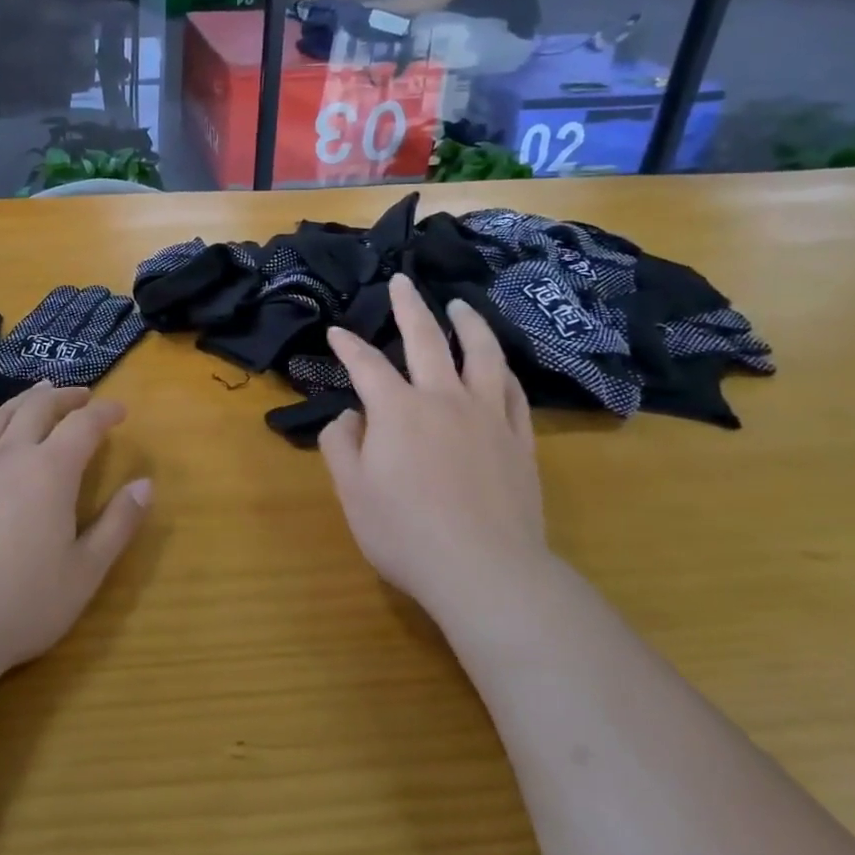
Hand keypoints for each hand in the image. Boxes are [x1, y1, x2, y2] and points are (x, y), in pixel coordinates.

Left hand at [0, 384, 150, 678]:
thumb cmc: (24, 602)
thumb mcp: (86, 570)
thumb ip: (118, 523)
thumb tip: (145, 484)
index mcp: (51, 471)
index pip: (83, 426)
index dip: (104, 413)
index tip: (120, 411)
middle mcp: (12, 456)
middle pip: (40, 408)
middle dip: (65, 397)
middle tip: (84, 396)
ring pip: (3, 416)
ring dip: (27, 398)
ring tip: (42, 391)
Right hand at [317, 275, 547, 628]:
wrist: (487, 572)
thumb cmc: (406, 533)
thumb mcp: (352, 493)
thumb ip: (341, 446)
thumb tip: (348, 416)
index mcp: (397, 409)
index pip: (366, 365)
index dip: (347, 346)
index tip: (335, 332)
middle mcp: (444, 399)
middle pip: (426, 339)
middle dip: (409, 307)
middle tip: (402, 281)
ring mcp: (488, 416)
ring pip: (481, 354)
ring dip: (468, 324)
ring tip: (459, 305)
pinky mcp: (519, 440)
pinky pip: (512, 391)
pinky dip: (502, 369)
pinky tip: (498, 364)